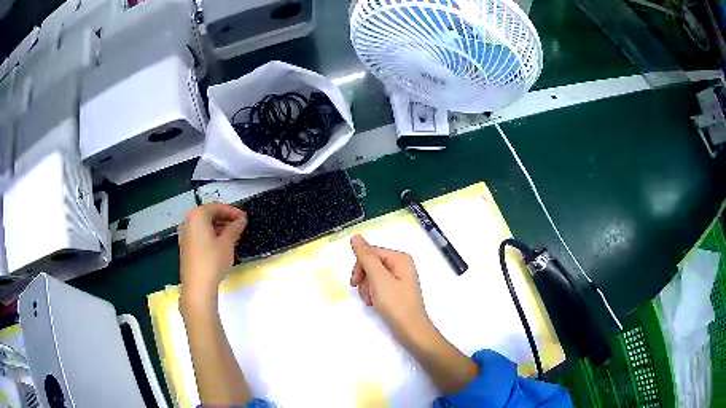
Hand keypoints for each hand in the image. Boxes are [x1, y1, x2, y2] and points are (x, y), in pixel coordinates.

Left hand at [178, 203, 246, 307]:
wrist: (197, 286)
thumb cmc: (212, 261)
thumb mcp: (227, 243)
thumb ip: (235, 228)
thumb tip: (241, 220)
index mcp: (197, 215)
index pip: (217, 207)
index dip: (232, 211)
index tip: (244, 218)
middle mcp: (188, 221)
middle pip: (209, 214)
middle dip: (225, 219)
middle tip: (239, 226)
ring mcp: (185, 234)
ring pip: (204, 225)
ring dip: (218, 227)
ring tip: (233, 236)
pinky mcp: (186, 247)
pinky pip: (200, 234)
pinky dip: (210, 235)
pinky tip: (221, 245)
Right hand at [350, 234, 432, 342]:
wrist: (411, 331)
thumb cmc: (396, 304)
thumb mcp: (379, 279)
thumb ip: (367, 257)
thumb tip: (355, 237)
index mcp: (399, 258)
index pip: (371, 253)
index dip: (360, 267)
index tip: (354, 283)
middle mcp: (400, 265)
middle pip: (371, 264)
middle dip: (364, 279)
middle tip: (365, 294)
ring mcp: (399, 278)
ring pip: (372, 276)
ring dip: (367, 288)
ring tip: (372, 301)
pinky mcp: (396, 291)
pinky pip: (378, 286)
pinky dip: (373, 294)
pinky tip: (375, 303)